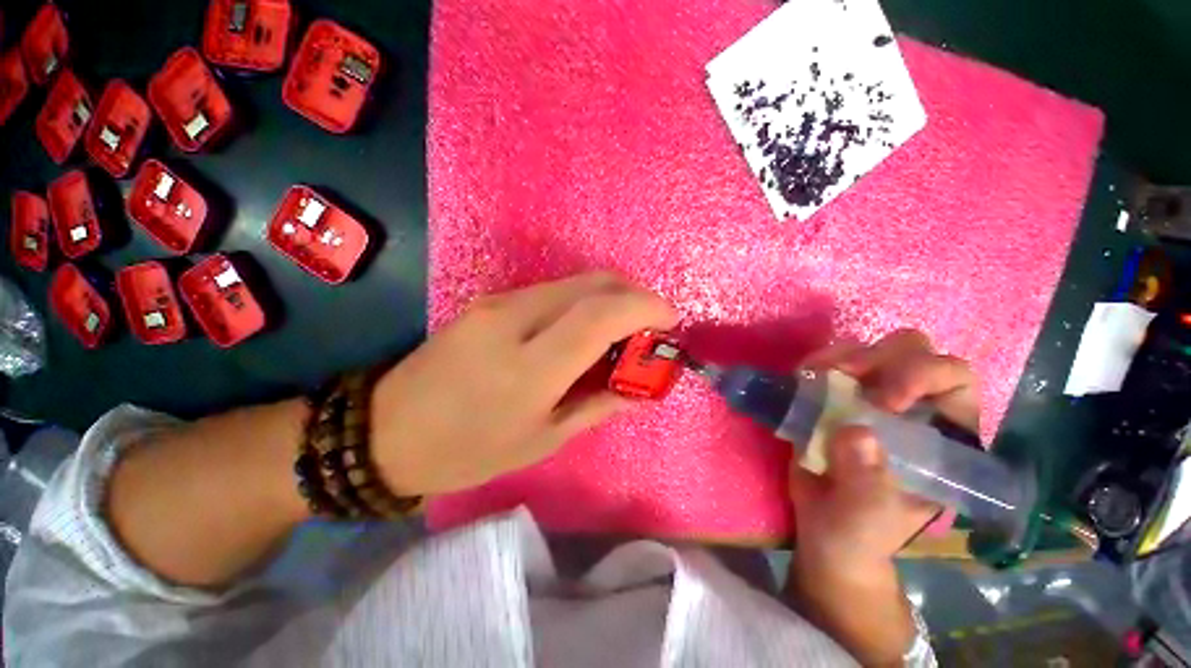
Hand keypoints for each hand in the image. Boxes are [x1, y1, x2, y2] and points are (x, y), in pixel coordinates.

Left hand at [370, 272, 678, 496]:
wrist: (386, 431)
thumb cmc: (468, 450)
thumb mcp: (542, 440)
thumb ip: (599, 406)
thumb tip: (641, 390)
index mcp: (529, 366)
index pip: (601, 314)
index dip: (645, 308)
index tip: (671, 320)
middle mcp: (515, 319)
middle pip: (593, 284)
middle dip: (634, 295)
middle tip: (652, 324)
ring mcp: (499, 302)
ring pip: (574, 282)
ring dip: (611, 296)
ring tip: (625, 328)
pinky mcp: (490, 299)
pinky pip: (553, 290)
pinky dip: (584, 300)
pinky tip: (588, 326)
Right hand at [786, 329, 978, 664]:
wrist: (825, 529)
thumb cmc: (862, 531)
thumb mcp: (870, 517)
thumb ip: (868, 482)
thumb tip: (854, 433)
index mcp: (942, 434)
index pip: (954, 379)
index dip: (923, 376)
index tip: (882, 401)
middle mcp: (912, 406)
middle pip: (912, 350)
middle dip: (880, 356)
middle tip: (845, 374)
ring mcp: (869, 396)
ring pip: (868, 350)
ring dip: (841, 355)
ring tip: (815, 375)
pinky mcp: (835, 397)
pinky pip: (828, 363)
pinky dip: (815, 364)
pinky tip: (801, 377)